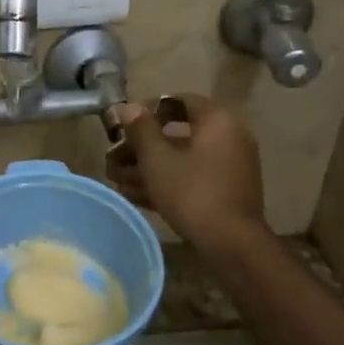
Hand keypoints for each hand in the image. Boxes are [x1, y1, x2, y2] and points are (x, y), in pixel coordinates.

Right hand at [107, 94, 266, 247]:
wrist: (230, 243)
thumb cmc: (191, 191)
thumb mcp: (157, 158)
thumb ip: (140, 129)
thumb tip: (127, 106)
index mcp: (217, 121)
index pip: (178, 101)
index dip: (146, 110)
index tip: (121, 125)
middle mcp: (229, 137)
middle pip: (177, 134)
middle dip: (141, 146)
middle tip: (113, 157)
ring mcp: (229, 167)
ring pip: (181, 159)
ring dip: (148, 167)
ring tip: (116, 179)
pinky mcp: (225, 192)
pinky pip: (191, 178)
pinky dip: (166, 182)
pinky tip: (134, 195)